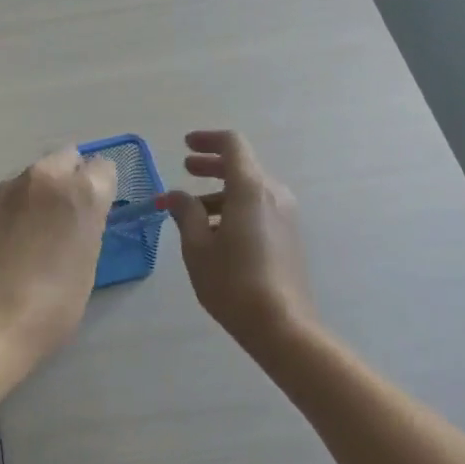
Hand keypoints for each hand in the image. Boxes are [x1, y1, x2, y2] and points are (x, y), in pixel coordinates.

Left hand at [0, 147, 118, 359]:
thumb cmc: (52, 305)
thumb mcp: (88, 264)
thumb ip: (87, 226)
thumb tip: (78, 217)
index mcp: (83, 192)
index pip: (104, 168)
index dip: (101, 189)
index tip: (95, 212)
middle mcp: (46, 177)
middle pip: (66, 159)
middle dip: (70, 178)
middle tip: (65, 216)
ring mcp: (8, 188)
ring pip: (34, 175)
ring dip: (39, 192)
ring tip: (33, 230)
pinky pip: (8, 194)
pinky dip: (14, 207)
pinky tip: (8, 239)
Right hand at [163, 130, 315, 347]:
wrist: (281, 324)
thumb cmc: (232, 282)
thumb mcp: (197, 247)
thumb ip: (185, 213)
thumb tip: (175, 195)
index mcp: (250, 189)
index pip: (232, 145)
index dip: (207, 140)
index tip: (186, 145)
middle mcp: (273, 194)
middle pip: (242, 166)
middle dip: (211, 165)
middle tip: (186, 169)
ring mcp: (286, 215)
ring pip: (250, 189)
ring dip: (220, 191)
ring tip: (192, 211)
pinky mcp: (289, 235)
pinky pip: (259, 207)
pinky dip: (235, 207)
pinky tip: (215, 231)